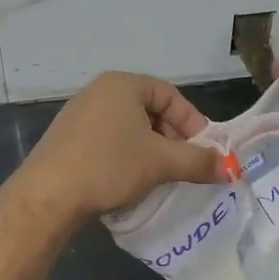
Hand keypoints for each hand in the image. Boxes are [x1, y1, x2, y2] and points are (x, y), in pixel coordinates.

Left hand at [21, 71, 223, 222]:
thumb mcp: (160, 163)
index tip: (204, 151)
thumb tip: (231, 169)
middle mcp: (99, 91)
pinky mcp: (67, 138)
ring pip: (129, 128)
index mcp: (122, 84)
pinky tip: (129, 180)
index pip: (170, 95)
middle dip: (172, 138)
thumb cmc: (109, 166)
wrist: (47, 195)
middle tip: (184, 165)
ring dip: (150, 150)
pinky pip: (108, 140)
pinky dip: (126, 156)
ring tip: (160, 176)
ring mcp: (79, 114)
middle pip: (149, 110)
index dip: (192, 122)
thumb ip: (198, 161)